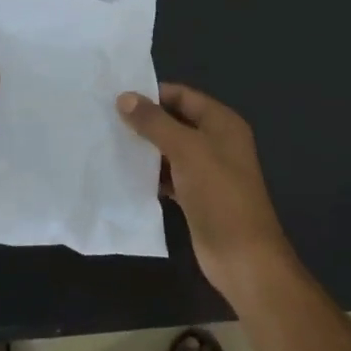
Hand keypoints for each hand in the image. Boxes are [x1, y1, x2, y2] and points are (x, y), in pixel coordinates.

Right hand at [117, 84, 293, 295]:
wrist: (243, 256)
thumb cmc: (219, 194)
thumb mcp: (186, 150)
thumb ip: (155, 122)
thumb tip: (124, 97)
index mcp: (222, 123)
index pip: (183, 96)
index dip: (153, 94)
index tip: (118, 96)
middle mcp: (216, 142)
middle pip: (176, 121)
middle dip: (145, 121)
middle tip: (107, 118)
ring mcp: (207, 171)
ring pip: (171, 150)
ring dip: (145, 148)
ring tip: (109, 143)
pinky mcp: (197, 196)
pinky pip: (169, 175)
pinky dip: (151, 173)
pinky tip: (125, 174)